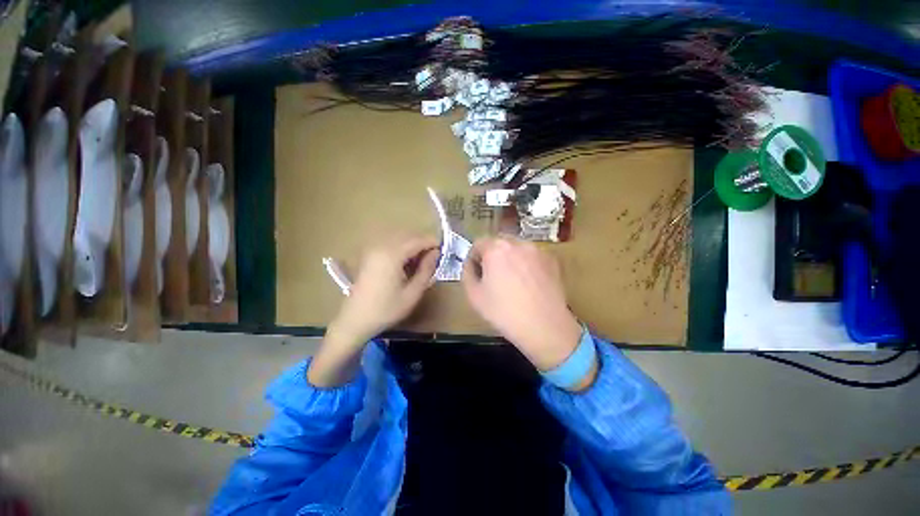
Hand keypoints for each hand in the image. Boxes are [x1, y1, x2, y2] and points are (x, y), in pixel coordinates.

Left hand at [308, 235, 437, 386]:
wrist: (355, 320)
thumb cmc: (386, 309)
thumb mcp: (413, 292)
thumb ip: (427, 270)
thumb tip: (436, 253)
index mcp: (392, 254)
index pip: (418, 240)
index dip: (433, 243)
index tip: (444, 251)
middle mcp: (381, 246)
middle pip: (408, 236)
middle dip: (424, 244)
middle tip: (435, 259)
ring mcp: (373, 250)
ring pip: (400, 239)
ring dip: (413, 247)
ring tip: (422, 264)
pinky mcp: (369, 255)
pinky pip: (391, 245)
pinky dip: (402, 250)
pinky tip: (406, 265)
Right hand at [462, 237, 585, 378]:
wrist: (544, 327)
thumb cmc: (504, 312)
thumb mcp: (474, 295)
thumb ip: (467, 272)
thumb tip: (471, 264)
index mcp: (496, 249)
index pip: (479, 242)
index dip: (474, 257)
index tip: (476, 272)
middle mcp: (518, 243)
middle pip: (499, 242)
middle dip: (492, 255)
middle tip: (493, 276)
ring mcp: (538, 250)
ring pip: (517, 248)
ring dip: (511, 258)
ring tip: (513, 280)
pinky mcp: (552, 260)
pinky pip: (533, 256)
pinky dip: (527, 263)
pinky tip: (529, 283)